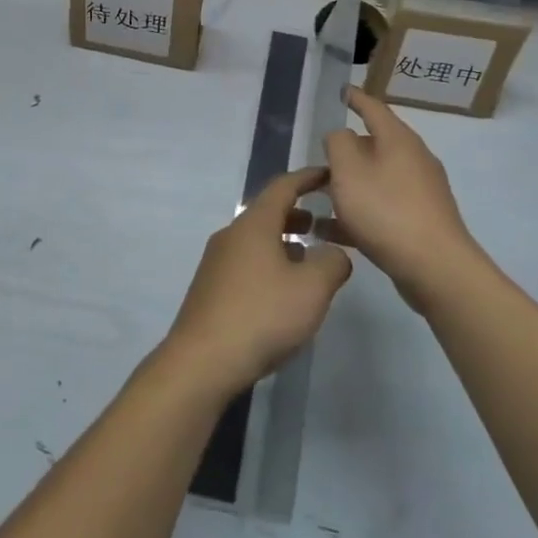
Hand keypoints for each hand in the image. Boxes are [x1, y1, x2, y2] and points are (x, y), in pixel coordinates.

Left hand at [161, 167, 351, 397]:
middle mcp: (231, 235)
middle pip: (267, 213)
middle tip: (324, 224)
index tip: (329, 175)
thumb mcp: (312, 288)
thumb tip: (335, 253)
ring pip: (256, 240)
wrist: (202, 362)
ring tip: (308, 260)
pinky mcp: (210, 289)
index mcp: (254, 224)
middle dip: (297, 214)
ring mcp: (216, 262)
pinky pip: (245, 263)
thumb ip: (333, 262)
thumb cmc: (261, 315)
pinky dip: (269, 263)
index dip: (308, 178)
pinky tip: (281, 292)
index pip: (283, 186)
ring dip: (283, 242)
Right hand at [324, 88, 483, 311]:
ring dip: (349, 185)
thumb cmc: (386, 211)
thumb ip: (338, 144)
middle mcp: (414, 159)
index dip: (355, 98)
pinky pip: (382, 207)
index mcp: (398, 139)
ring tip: (319, 197)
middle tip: (320, 158)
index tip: (341, 90)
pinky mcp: (420, 221)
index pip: (373, 108)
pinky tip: (332, 231)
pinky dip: (359, 212)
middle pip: (375, 145)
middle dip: (347, 150)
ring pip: (377, 178)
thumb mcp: (348, 171)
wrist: (435, 268)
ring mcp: (420, 191)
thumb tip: (341, 135)